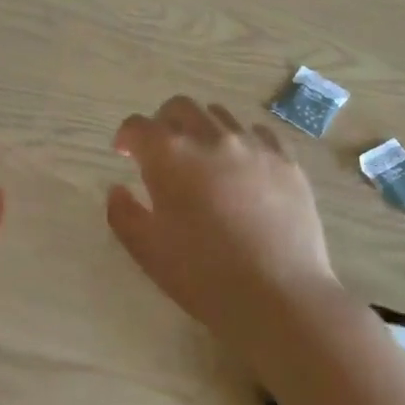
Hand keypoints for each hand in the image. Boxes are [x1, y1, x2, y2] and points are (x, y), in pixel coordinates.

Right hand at [107, 96, 340, 355]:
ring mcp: (252, 145)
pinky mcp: (286, 160)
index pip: (137, 126)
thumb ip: (123, 213)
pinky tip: (243, 166)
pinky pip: (259, 133)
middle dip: (163, 123)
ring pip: (219, 115)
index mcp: (169, 155)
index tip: (124, 154)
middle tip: (162, 153)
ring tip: (203, 158)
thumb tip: (118, 189)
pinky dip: (242, 141)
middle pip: (179, 107)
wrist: (279, 297)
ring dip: (202, 128)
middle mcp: (209, 137)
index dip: (126, 137)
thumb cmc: (203, 276)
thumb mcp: (147, 250)